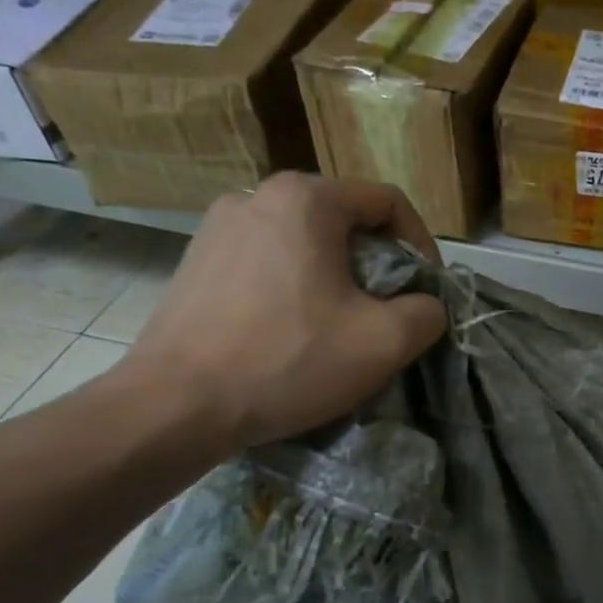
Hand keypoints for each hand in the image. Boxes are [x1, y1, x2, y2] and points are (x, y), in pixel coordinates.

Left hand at [120, 173, 447, 455]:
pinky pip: (267, 261)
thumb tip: (425, 305)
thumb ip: (427, 312)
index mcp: (305, 199)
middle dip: (378, 263)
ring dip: (336, 275)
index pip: (387, 202)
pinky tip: (292, 330)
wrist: (175, 406)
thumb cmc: (288, 360)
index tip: (427, 289)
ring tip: (341, 324)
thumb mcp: (384, 342)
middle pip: (344, 220)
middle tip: (388, 311)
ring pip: (304, 241)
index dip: (422, 243)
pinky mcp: (195, 261)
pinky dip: (295, 285)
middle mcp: (257, 196)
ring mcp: (218, 227)